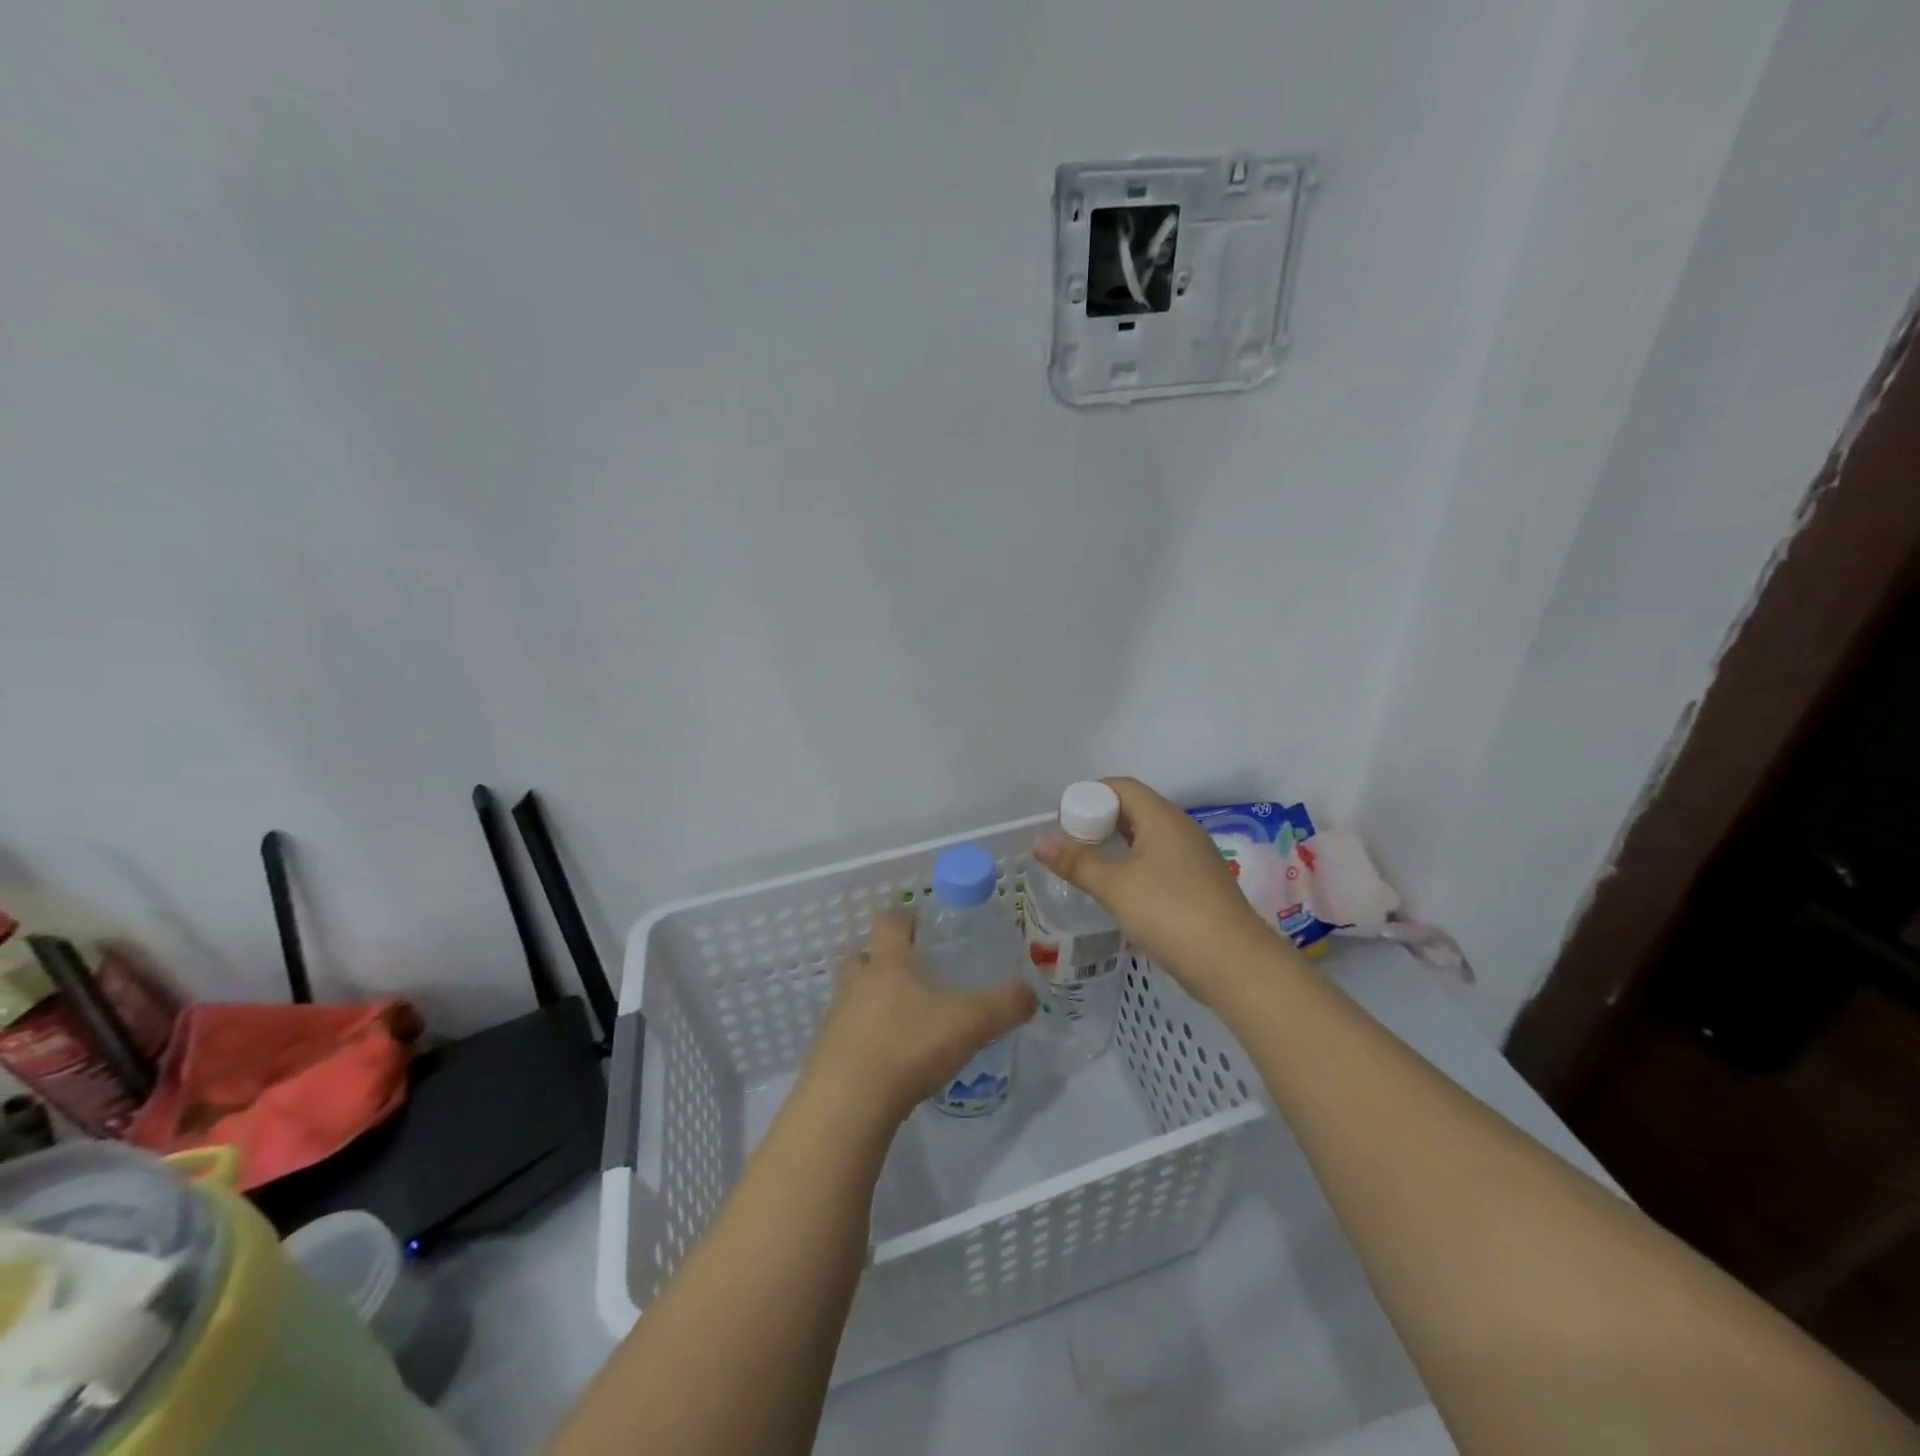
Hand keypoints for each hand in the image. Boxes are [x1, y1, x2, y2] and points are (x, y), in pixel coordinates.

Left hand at [804, 910, 1036, 1125]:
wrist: (848, 1104)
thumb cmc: (908, 1045)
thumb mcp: (970, 1023)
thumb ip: (1004, 1005)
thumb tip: (1030, 993)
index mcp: (888, 963)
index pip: (889, 921)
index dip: (905, 918)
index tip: (922, 927)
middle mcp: (856, 983)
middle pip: (861, 956)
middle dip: (882, 960)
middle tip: (912, 976)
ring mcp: (836, 1019)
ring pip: (852, 997)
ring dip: (871, 1002)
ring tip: (904, 1023)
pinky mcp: (826, 1056)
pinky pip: (846, 1036)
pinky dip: (865, 1040)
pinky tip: (889, 1063)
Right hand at [1034, 776, 1278, 1002]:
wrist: (1235, 965)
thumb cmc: (1170, 914)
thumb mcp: (1115, 887)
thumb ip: (1076, 861)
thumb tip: (1040, 841)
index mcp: (1162, 818)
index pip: (1120, 787)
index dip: (1088, 796)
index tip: (1063, 823)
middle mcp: (1181, 829)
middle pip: (1133, 810)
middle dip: (1098, 823)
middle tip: (1070, 848)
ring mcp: (1194, 857)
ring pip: (1146, 838)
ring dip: (1115, 848)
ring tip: (1087, 870)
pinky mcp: (1199, 884)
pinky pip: (1159, 861)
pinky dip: (1134, 867)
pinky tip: (1119, 893)